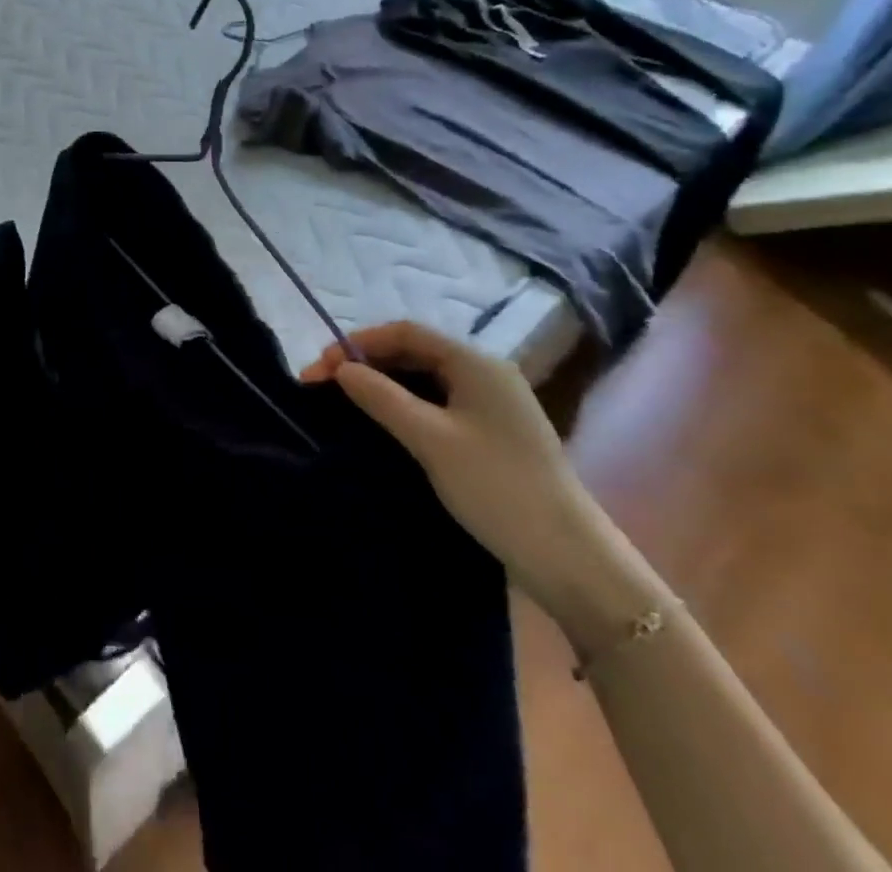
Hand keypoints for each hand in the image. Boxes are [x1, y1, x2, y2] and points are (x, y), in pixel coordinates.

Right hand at [302, 321, 655, 651]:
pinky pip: (438, 403)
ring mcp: (492, 404)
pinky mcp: (492, 433)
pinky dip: (404, 404)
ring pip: (425, 378)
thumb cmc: (498, 488)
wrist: (570, 559)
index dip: (359, 343)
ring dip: (383, 384)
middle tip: (324, 385)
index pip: (406, 332)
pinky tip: (384, 422)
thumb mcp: (431, 440)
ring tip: (345, 401)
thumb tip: (341, 369)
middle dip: (366, 363)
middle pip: (414, 352)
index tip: (321, 366)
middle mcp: (485, 373)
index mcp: (476, 363)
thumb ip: (382, 397)